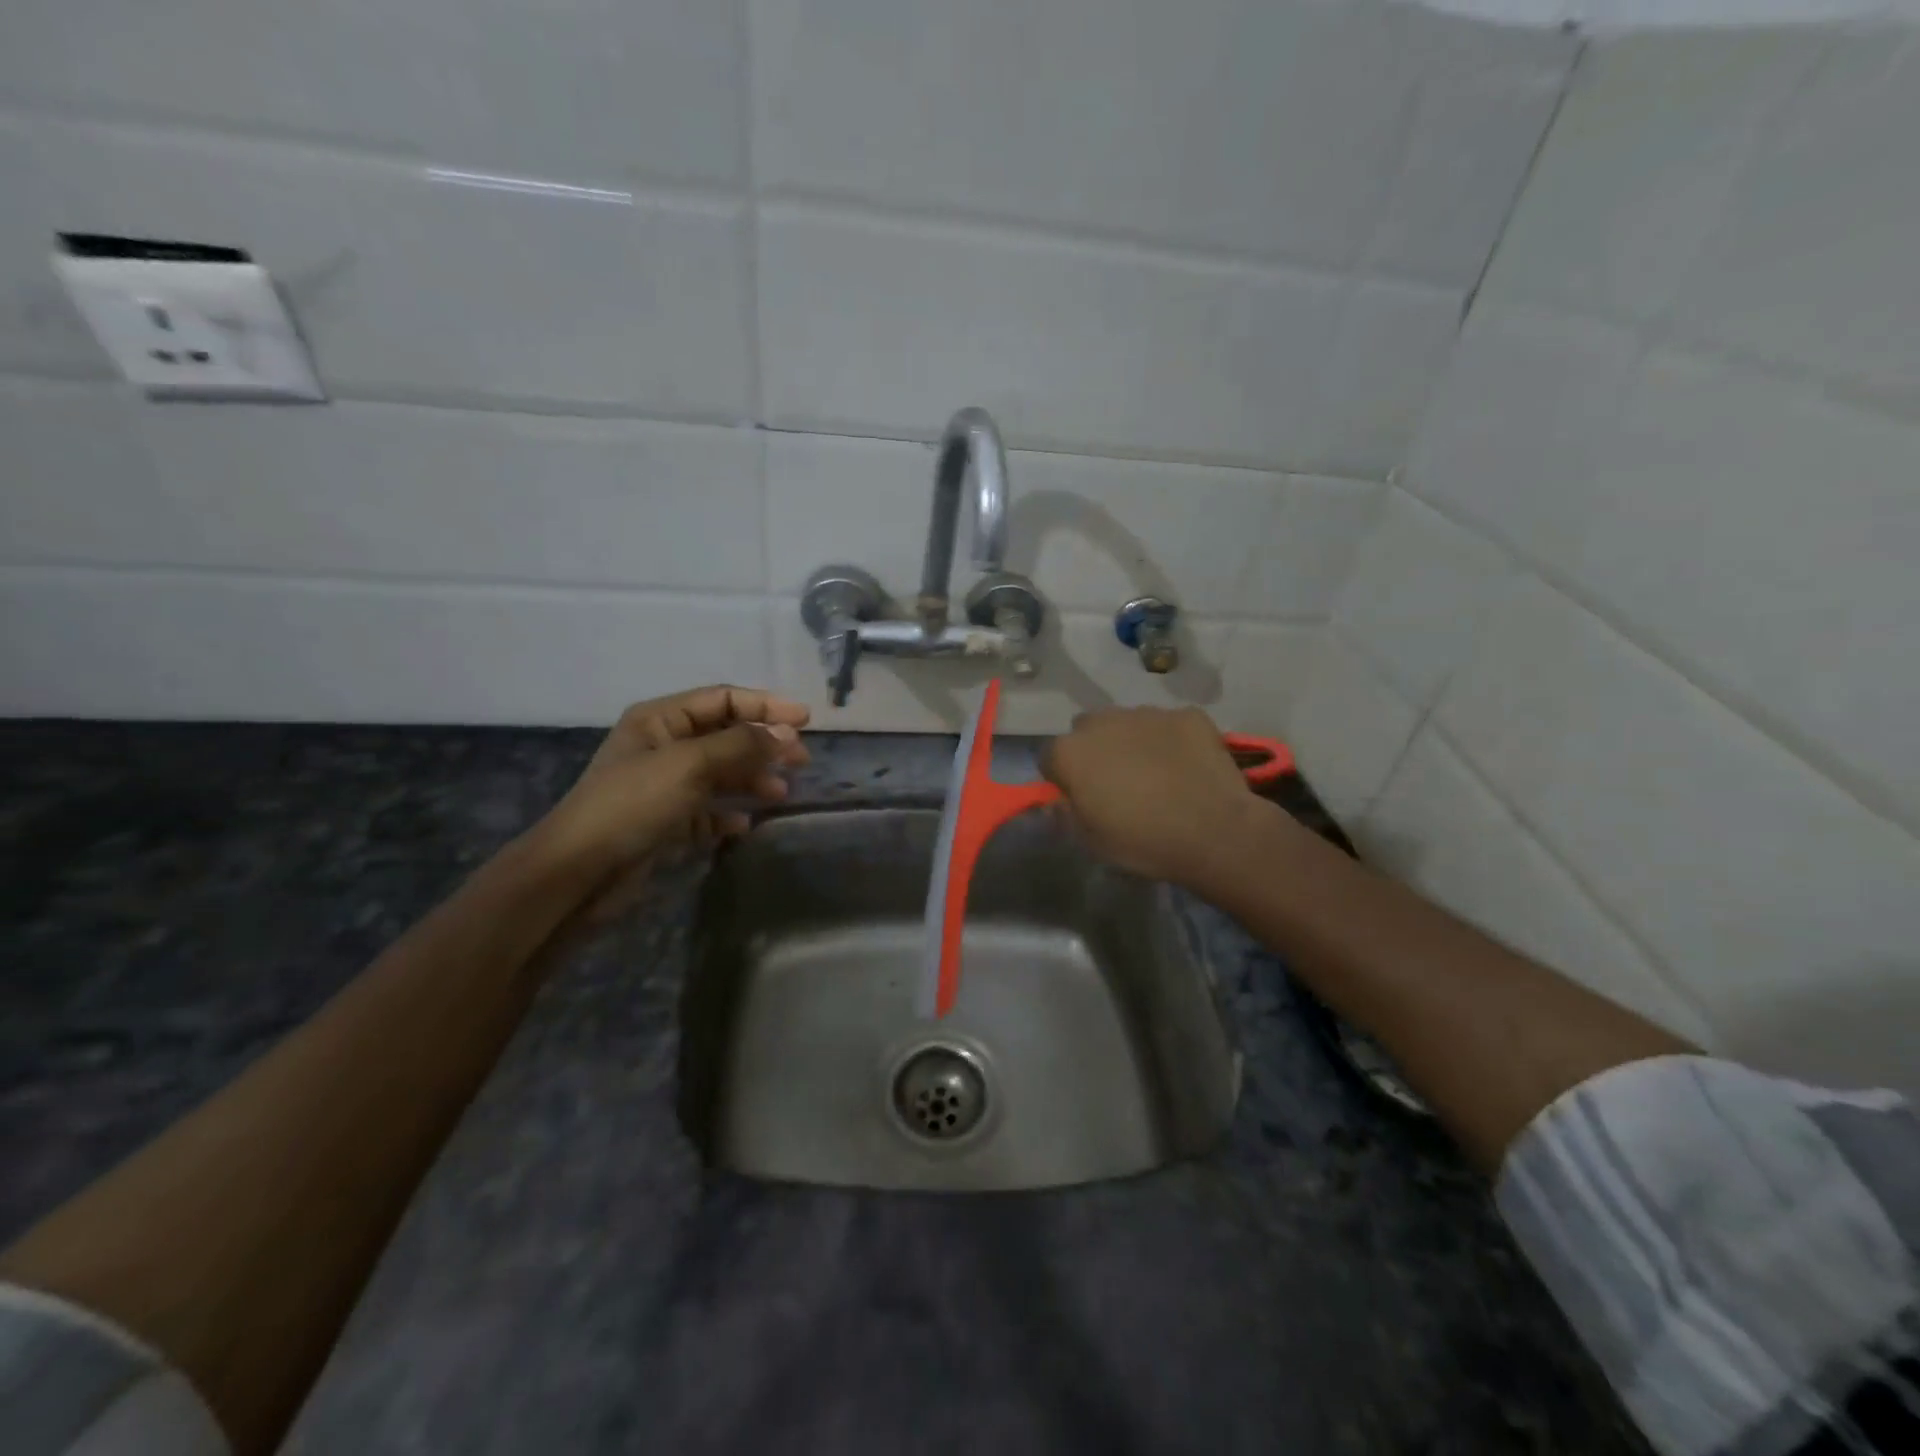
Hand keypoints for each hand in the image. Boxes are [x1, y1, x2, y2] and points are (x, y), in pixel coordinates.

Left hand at [532, 686, 809, 918]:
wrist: (579, 873)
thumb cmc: (633, 804)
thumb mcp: (689, 764)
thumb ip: (741, 744)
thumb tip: (786, 733)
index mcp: (659, 720)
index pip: (722, 699)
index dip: (765, 706)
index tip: (805, 720)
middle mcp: (663, 747)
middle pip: (725, 736)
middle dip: (764, 745)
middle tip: (802, 760)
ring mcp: (663, 786)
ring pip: (720, 774)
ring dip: (752, 779)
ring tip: (781, 793)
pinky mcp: (665, 823)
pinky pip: (707, 811)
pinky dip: (728, 813)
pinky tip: (746, 823)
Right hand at [1041, 706, 1265, 888]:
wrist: (1215, 832)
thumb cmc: (1143, 842)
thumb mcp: (1091, 842)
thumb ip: (1066, 814)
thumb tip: (1055, 803)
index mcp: (1071, 752)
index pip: (1049, 757)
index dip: (1061, 777)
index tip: (1079, 796)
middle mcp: (1103, 721)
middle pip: (1087, 730)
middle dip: (1094, 750)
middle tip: (1115, 782)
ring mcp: (1147, 713)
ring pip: (1128, 722)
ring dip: (1131, 741)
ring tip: (1155, 773)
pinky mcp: (1186, 714)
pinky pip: (1169, 725)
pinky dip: (1171, 740)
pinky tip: (1186, 767)